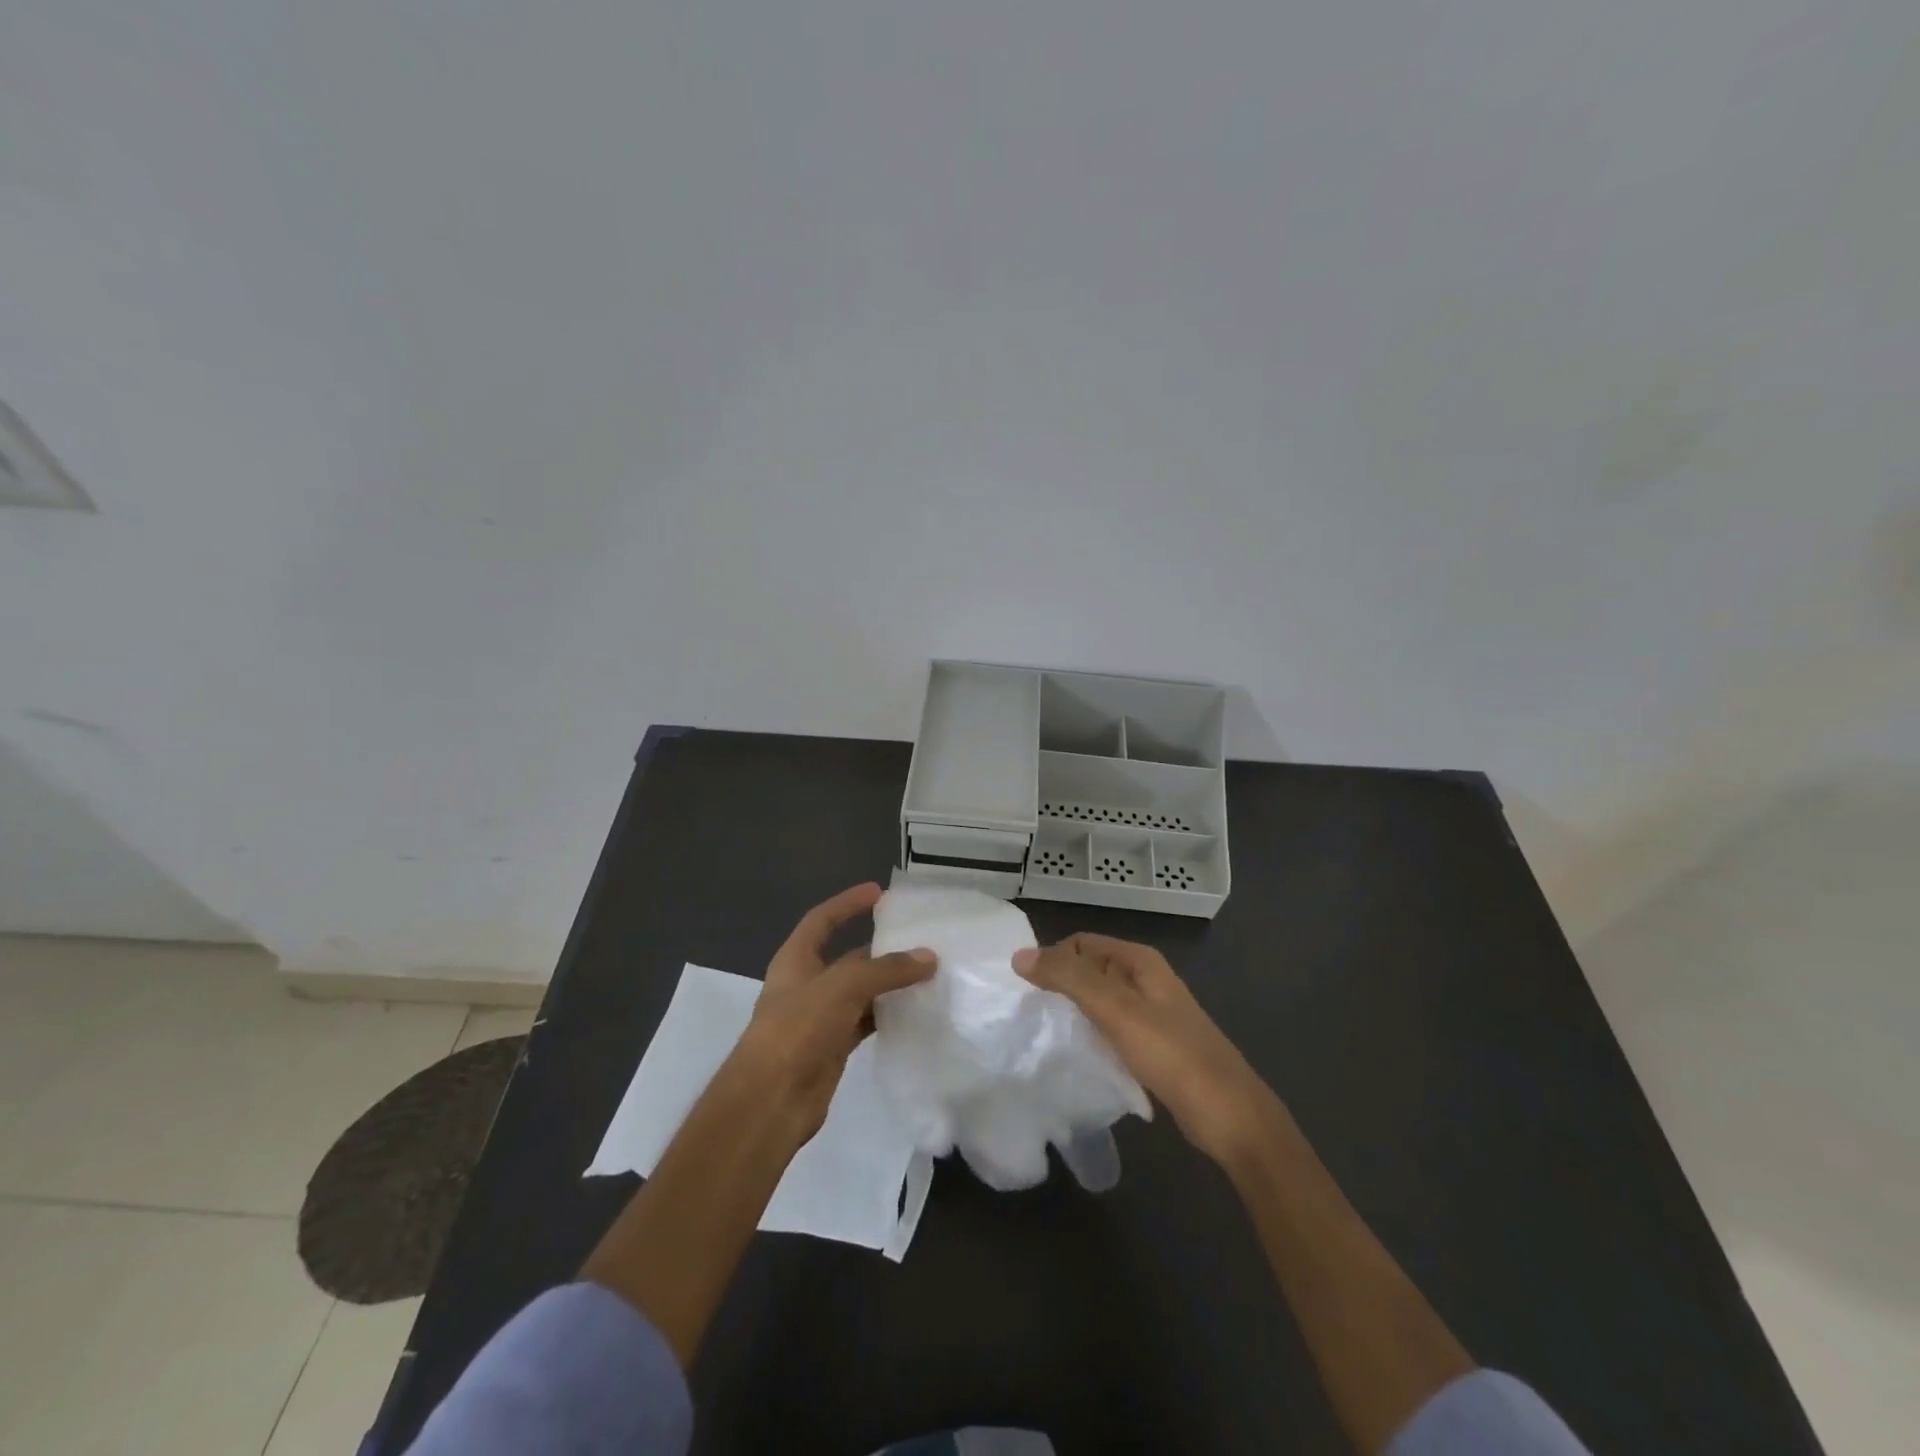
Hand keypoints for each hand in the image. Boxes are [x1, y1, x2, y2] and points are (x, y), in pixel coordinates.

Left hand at [729, 883, 935, 1142]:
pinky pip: (865, 1022)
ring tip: (926, 974)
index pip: (822, 920)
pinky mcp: (832, 1047)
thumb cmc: (797, 1030)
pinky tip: (913, 1012)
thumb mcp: (842, 987)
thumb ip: (886, 970)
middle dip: (880, 949)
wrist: (770, 1101)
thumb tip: (928, 957)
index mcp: (796, 960)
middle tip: (919, 939)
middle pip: (847, 958)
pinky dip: (886, 1015)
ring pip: (860, 992)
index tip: (878, 893)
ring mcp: (819, 1018)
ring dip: (888, 985)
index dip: (847, 904)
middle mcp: (807, 984)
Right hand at [1014, 934, 1279, 1167]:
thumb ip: (1069, 979)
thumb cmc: (1172, 1054)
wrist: (1229, 1115)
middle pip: (1088, 970)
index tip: (1029, 993)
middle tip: (1033, 1017)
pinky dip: (1091, 1036)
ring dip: (1073, 1014)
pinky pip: (1109, 1029)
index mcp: (1138, 961)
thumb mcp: (1116, 1010)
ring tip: (1049, 1038)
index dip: (1053, 959)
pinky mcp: (1151, 1045)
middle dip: (1060, 987)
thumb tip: (1020, 955)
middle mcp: (1144, 979)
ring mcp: (1150, 1013)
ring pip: (1098, 1002)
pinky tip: (1078, 1057)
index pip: (1080, 943)